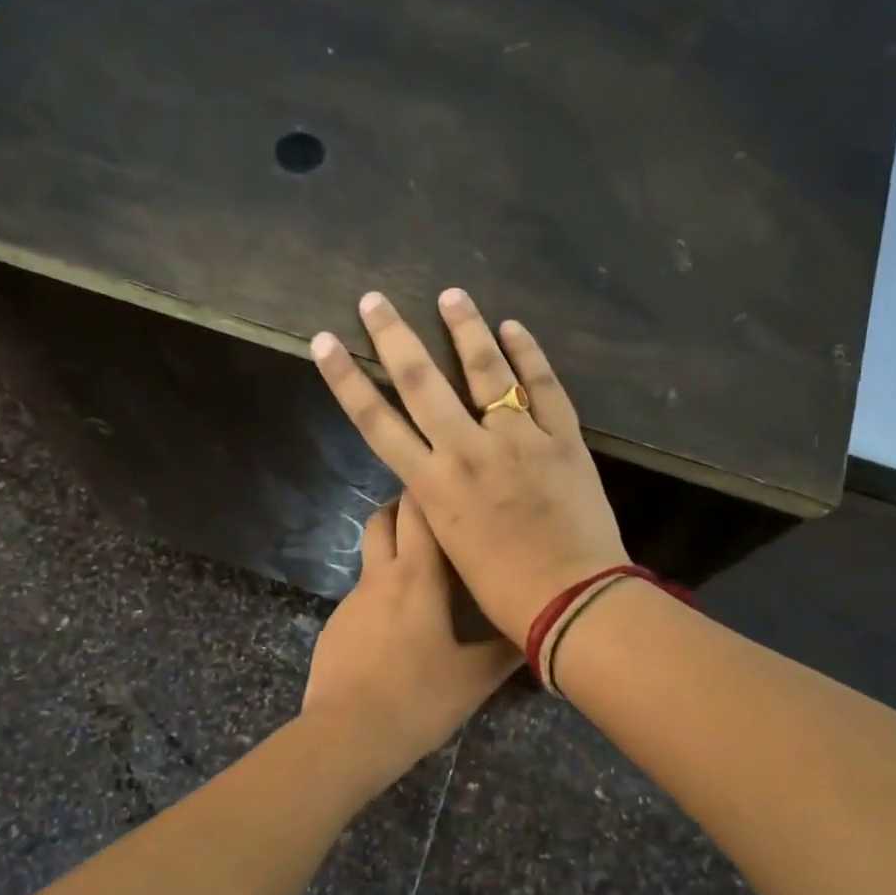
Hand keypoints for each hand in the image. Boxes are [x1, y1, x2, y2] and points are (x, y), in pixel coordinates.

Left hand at [303, 494, 519, 765]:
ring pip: (371, 557)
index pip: (417, 509)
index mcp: (415, 576)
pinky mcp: (336, 626)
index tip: (454, 488)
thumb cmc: (418, 699)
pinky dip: (382, 594)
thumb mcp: (475, 678)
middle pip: (383, 519)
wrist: (347, 734)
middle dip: (404, 507)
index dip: (431, 490)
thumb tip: (536, 627)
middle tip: (438, 519)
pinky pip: (362, 596)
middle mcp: (379, 577)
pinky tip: (399, 629)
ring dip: (393, 551)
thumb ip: (507, 648)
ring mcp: (351, 601)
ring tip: (426, 575)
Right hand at [309, 288, 627, 641]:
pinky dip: (529, 355)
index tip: (324, 343)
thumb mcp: (451, 545)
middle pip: (421, 382)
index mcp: (434, 485)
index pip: (377, 421)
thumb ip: (439, 499)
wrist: (572, 601)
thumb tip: (434, 466)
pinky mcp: (563, 439)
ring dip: (465, 328)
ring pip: (486, 371)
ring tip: (451, 293)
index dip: (346, 380)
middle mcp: (468, 451)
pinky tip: (514, 327)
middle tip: (374, 299)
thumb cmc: (503, 592)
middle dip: (393, 336)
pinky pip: (544, 386)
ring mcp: (519, 439)